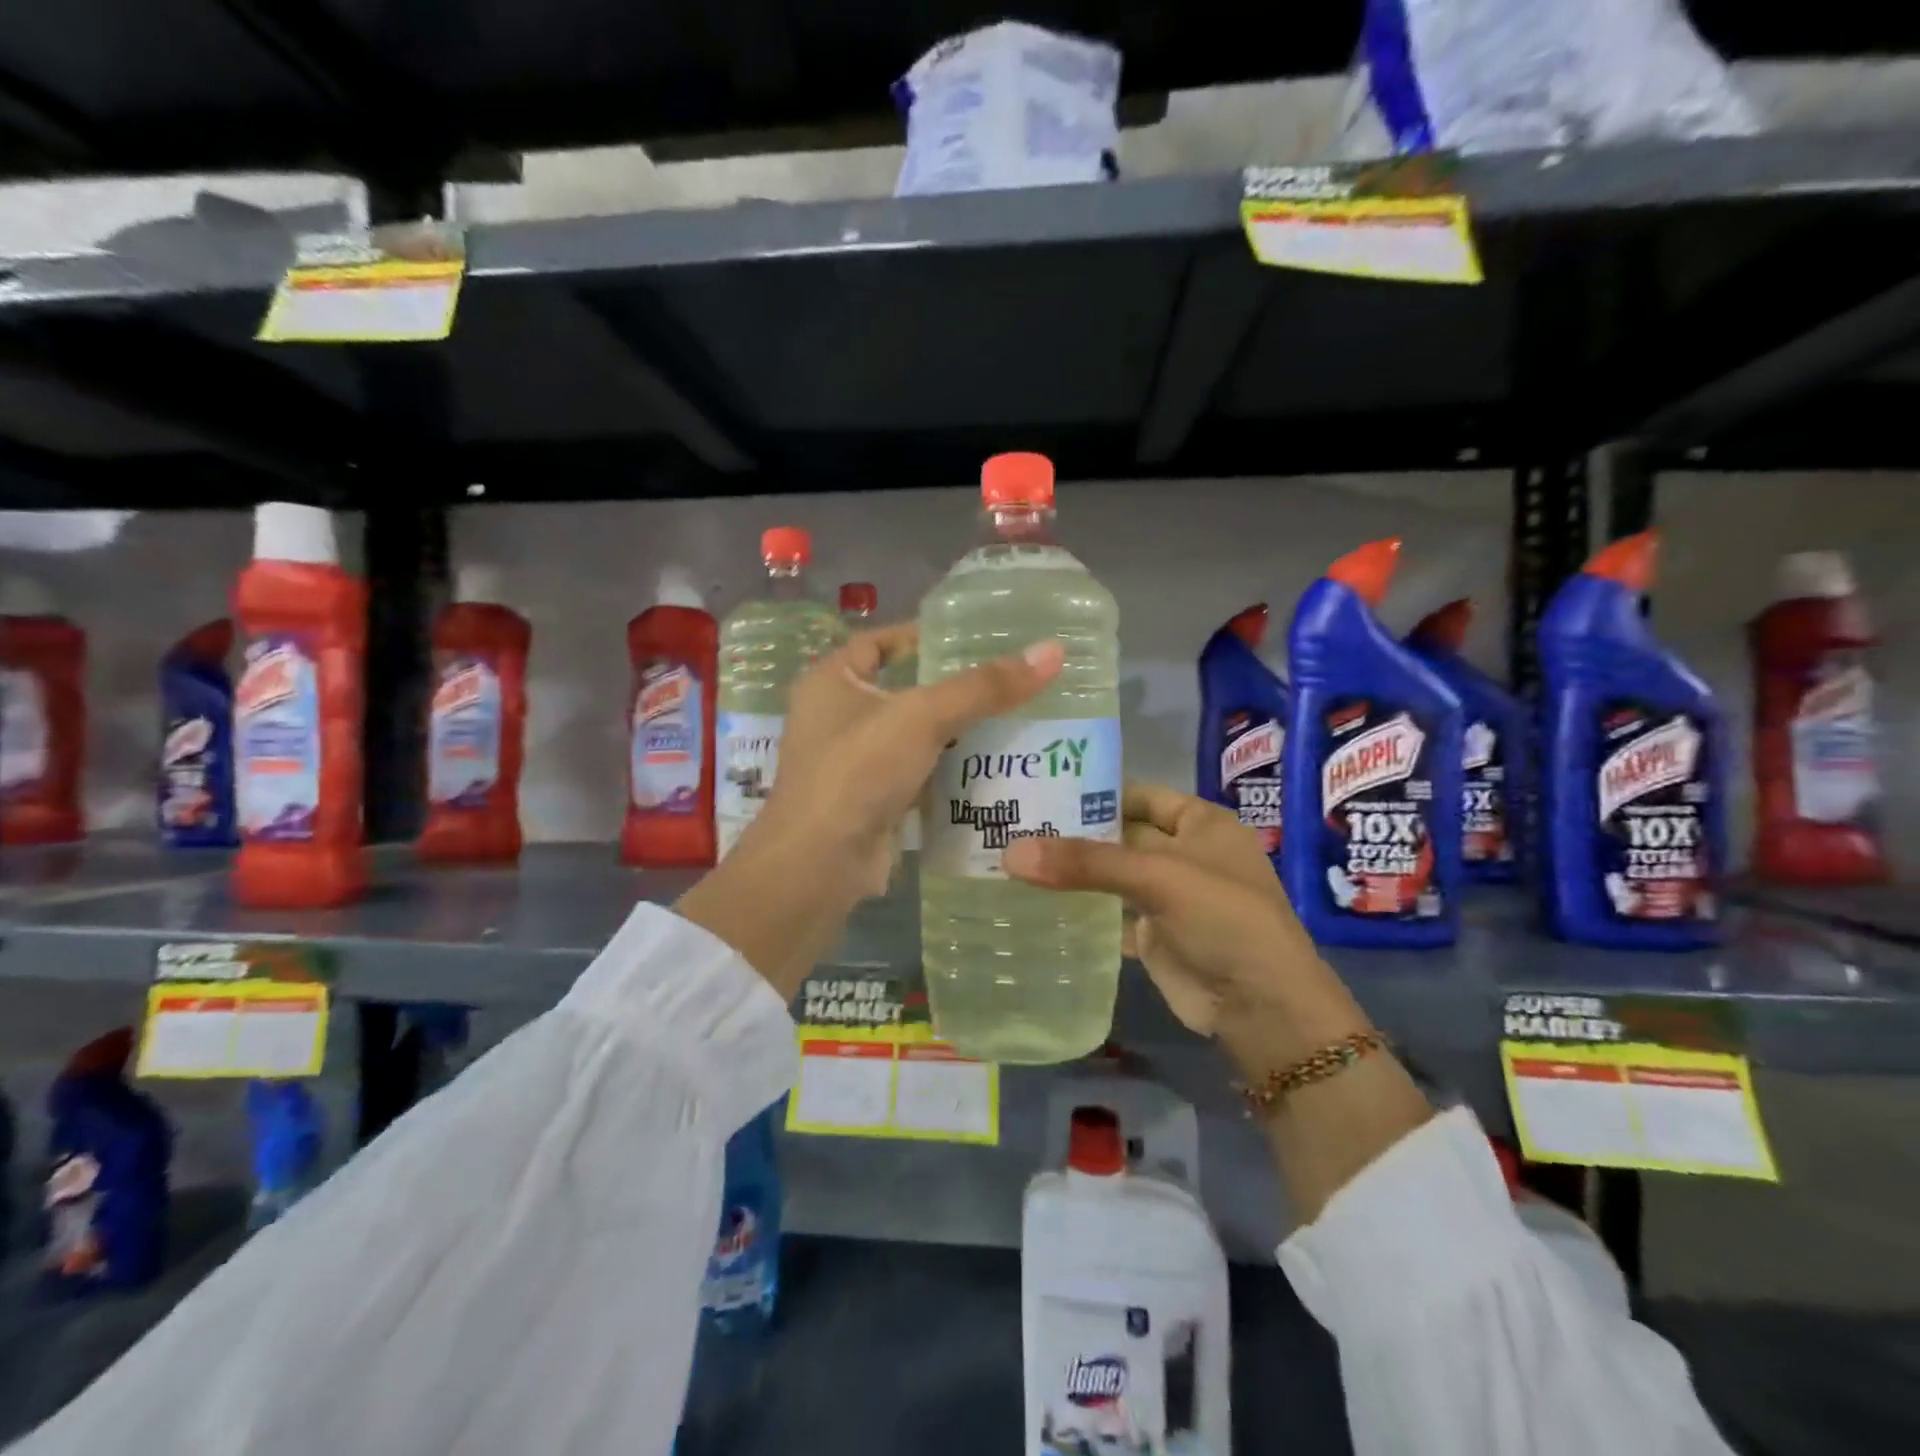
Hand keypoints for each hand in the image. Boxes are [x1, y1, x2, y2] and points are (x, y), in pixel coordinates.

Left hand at [678, 624, 1063, 995]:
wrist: (821, 864)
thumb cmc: (859, 770)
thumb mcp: (923, 717)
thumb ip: (984, 687)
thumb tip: (1052, 651)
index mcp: (830, 681)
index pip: (878, 642)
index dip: (920, 636)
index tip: (970, 636)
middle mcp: (834, 718)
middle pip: (900, 691)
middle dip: (949, 689)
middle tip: (1004, 681)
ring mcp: (849, 764)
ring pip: (910, 738)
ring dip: (951, 733)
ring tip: (1010, 721)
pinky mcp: (868, 801)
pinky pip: (914, 776)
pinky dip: (944, 772)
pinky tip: (989, 769)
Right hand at [1001, 783, 1367, 1076]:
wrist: (1261, 1008)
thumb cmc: (1224, 919)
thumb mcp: (1159, 877)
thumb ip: (1087, 862)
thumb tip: (1011, 852)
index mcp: (1201, 824)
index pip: (1142, 795)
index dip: (1098, 791)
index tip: (1043, 790)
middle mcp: (1184, 853)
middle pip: (1122, 835)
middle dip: (1076, 833)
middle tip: (1015, 825)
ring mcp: (1168, 896)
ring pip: (1112, 875)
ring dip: (1074, 872)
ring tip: (1013, 859)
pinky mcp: (1153, 934)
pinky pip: (1109, 912)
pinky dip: (1081, 909)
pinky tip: (1037, 903)